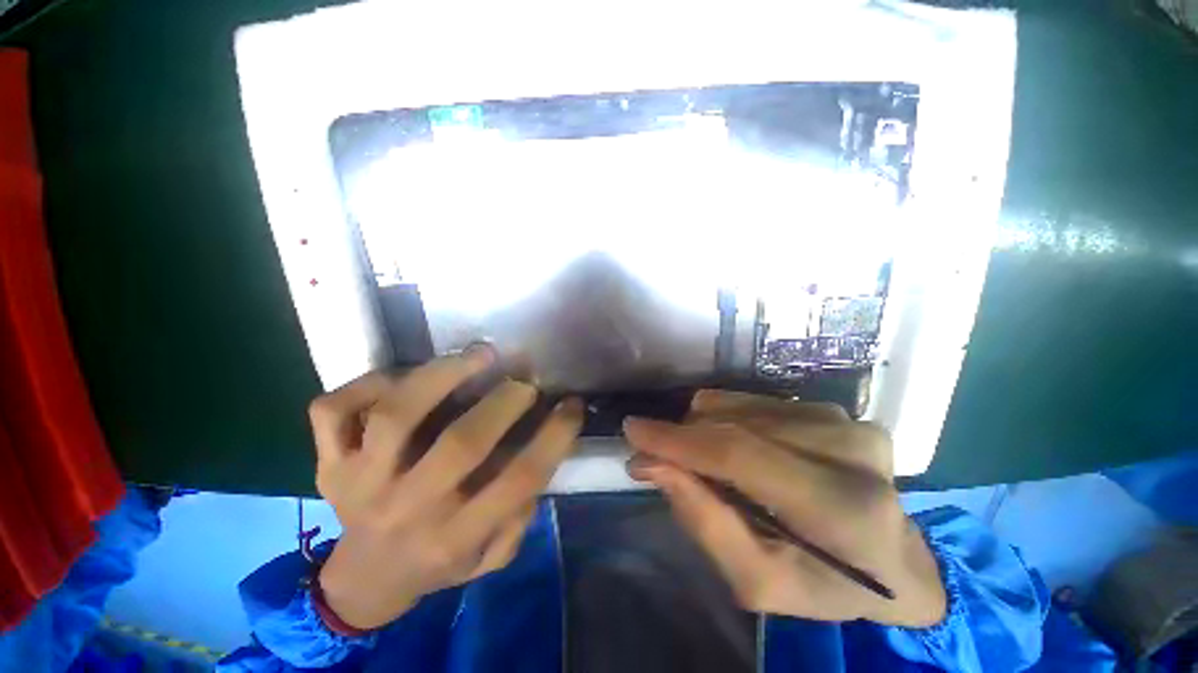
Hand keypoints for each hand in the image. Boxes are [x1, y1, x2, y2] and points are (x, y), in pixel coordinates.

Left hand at [308, 350, 583, 629]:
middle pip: (462, 444)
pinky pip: (335, 412)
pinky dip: (368, 382)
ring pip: (398, 416)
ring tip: (479, 354)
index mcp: (456, 536)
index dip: (554, 436)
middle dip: (505, 401)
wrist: (364, 579)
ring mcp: (359, 482)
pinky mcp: (329, 462)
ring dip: (445, 374)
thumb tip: (538, 451)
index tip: (572, 404)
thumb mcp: (491, 557)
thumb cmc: (438, 563)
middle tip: (525, 380)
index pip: (518, 481)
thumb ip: (519, 515)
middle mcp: (408, 508)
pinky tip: (404, 375)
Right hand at [624, 390, 945, 627]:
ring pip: (736, 406)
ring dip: (703, 430)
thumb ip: (704, 522)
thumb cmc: (826, 584)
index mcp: (841, 508)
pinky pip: (751, 400)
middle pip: (733, 425)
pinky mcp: (831, 406)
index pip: (741, 455)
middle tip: (657, 460)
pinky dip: (726, 420)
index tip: (633, 431)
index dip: (679, 440)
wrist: (895, 560)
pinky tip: (734, 446)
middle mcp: (848, 448)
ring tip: (704, 463)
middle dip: (682, 438)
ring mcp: (843, 419)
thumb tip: (654, 464)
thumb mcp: (758, 581)